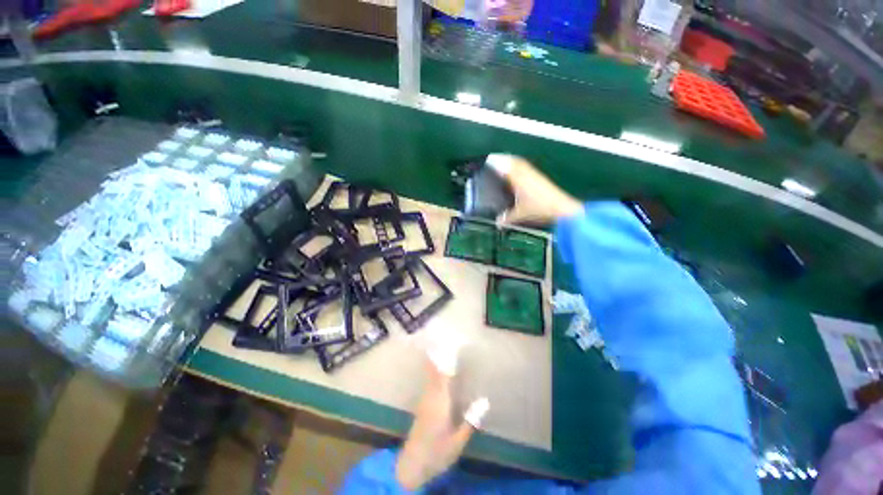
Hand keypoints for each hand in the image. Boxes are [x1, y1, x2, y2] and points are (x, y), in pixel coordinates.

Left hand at [395, 354, 488, 490]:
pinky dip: (433, 369)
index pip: (442, 373)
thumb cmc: (437, 453)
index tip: (449, 342)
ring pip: (430, 373)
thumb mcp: (458, 442)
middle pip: (433, 368)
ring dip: (435, 359)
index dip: (445, 356)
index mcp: (440, 401)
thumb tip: (485, 400)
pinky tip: (439, 368)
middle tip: (445, 337)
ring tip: (443, 346)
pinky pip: (429, 380)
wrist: (412, 465)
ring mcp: (424, 399)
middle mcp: (430, 395)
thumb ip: (471, 421)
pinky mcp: (422, 404)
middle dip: (438, 352)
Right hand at [486, 154, 582, 225]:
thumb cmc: (539, 209)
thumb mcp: (520, 215)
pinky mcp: (541, 179)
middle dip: (504, 159)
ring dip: (513, 162)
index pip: (506, 166)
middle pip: (514, 161)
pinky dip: (521, 168)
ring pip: (522, 164)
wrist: (562, 208)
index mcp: (518, 179)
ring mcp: (535, 175)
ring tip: (505, 165)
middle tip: (495, 160)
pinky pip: (528, 169)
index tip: (488, 160)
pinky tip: (519, 175)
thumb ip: (507, 219)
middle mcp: (526, 174)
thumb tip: (497, 223)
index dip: (497, 162)